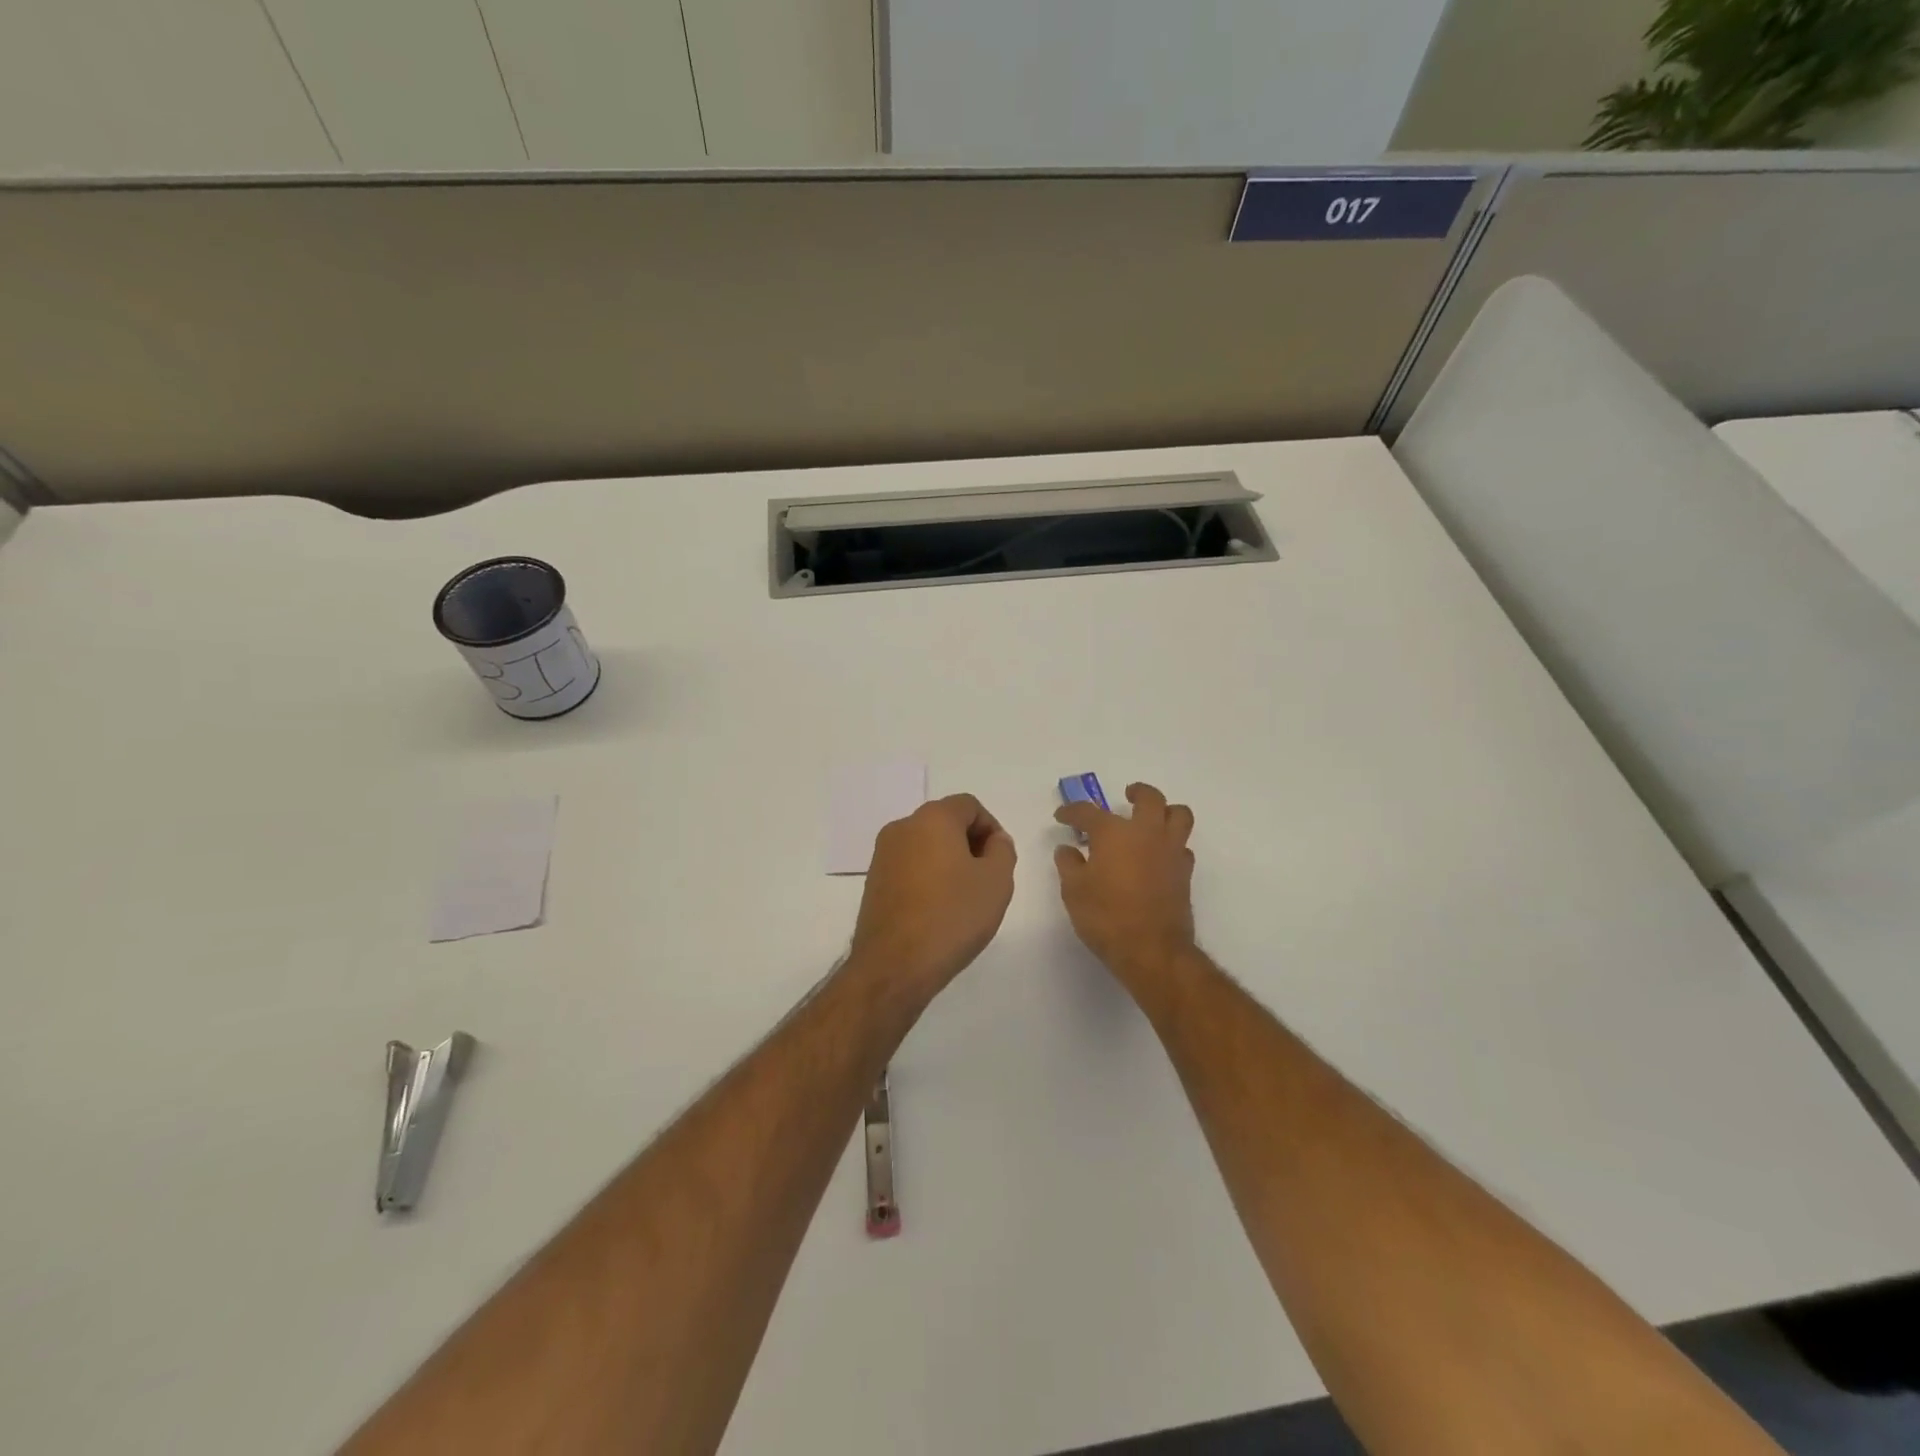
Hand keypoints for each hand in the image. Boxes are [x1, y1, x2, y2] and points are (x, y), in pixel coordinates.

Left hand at [849, 794, 1017, 997]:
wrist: (895, 965)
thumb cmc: (952, 917)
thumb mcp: (996, 881)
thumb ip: (1002, 850)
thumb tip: (994, 841)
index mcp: (932, 818)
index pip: (969, 806)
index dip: (991, 828)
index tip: (1000, 861)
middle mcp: (902, 827)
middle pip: (945, 822)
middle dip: (970, 844)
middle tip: (986, 879)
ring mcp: (883, 855)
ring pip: (926, 845)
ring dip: (948, 861)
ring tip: (963, 899)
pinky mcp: (873, 881)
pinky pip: (909, 867)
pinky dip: (927, 878)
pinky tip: (938, 910)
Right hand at [1054, 782, 1196, 988]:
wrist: (1151, 950)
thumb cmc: (1106, 917)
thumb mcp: (1074, 891)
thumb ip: (1069, 865)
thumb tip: (1067, 849)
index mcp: (1114, 833)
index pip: (1088, 812)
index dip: (1072, 812)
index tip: (1062, 816)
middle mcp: (1146, 833)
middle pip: (1149, 798)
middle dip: (1137, 792)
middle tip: (1126, 796)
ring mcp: (1170, 851)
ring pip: (1179, 815)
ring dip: (1166, 810)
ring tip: (1152, 818)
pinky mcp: (1184, 872)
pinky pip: (1182, 845)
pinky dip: (1171, 843)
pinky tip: (1158, 855)